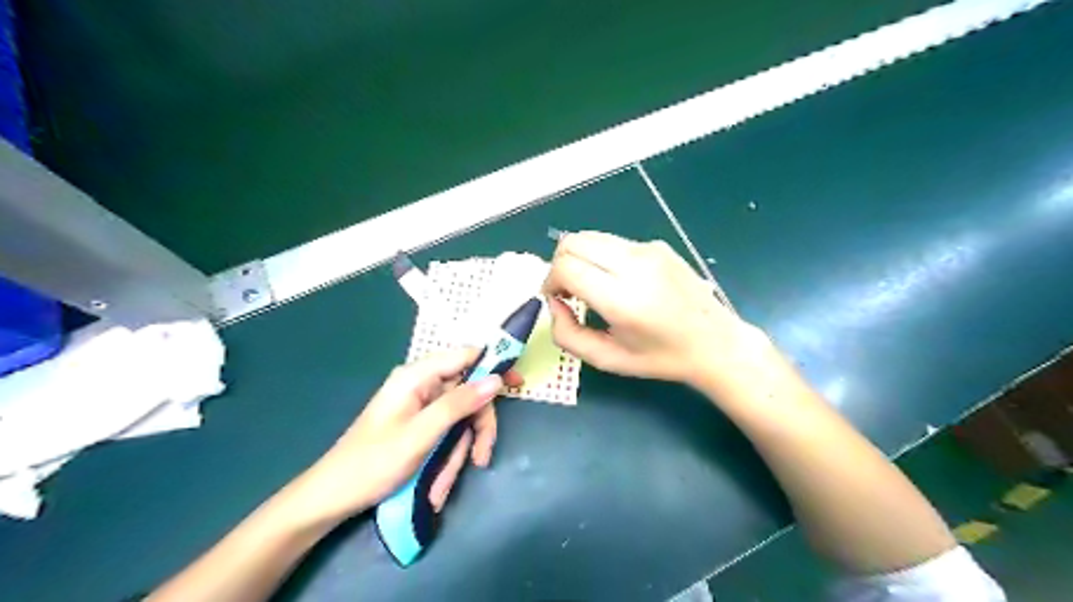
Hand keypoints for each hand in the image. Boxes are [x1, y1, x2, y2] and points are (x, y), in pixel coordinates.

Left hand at [282, 348, 522, 526]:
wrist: (332, 497)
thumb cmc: (373, 463)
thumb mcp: (421, 434)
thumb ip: (459, 404)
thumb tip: (496, 380)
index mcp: (416, 376)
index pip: (466, 356)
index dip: (494, 366)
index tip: (518, 383)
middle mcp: (421, 385)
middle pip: (468, 393)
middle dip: (476, 427)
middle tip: (481, 457)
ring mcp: (420, 406)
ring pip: (460, 418)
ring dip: (460, 450)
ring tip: (445, 483)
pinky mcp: (419, 424)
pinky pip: (447, 433)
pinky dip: (448, 457)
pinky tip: (437, 485)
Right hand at [546, 231, 762, 384]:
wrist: (714, 342)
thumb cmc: (660, 358)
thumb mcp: (607, 360)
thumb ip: (567, 335)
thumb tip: (554, 302)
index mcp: (623, 300)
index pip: (566, 267)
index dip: (550, 280)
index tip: (557, 298)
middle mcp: (635, 266)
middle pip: (572, 242)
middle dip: (559, 264)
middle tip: (568, 291)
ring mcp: (649, 250)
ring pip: (591, 236)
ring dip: (579, 257)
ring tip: (590, 285)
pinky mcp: (657, 245)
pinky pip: (613, 242)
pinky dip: (601, 257)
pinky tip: (618, 281)